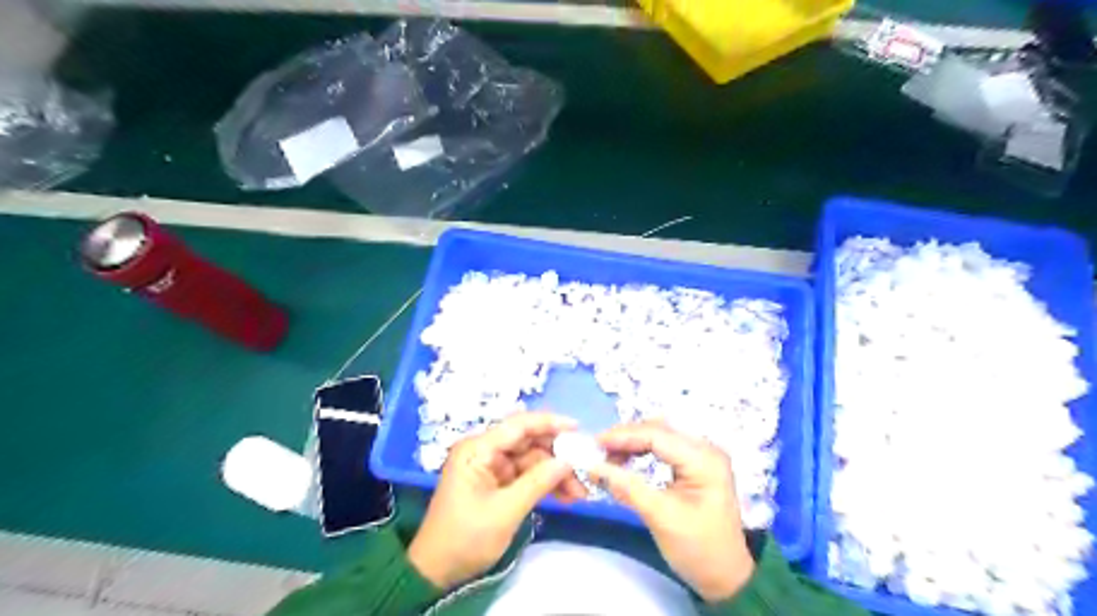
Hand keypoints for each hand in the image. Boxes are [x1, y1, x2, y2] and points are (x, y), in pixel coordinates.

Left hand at [409, 411, 582, 589]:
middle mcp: (485, 451)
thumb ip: (538, 482)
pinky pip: (527, 476)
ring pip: (532, 460)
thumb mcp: (505, 511)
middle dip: (557, 456)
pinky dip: (545, 484)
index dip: (550, 423)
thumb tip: (568, 461)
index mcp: (478, 449)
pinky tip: (567, 496)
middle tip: (585, 469)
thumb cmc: (466, 537)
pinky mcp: (497, 482)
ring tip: (581, 492)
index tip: (578, 428)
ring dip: (555, 474)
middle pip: (529, 442)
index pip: (519, 426)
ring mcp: (492, 467)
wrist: (437, 570)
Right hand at [592, 420, 754, 604]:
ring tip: (608, 457)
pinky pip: (663, 447)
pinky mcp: (694, 464)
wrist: (726, 577)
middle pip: (658, 430)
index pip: (657, 435)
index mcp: (703, 459)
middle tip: (597, 451)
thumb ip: (627, 488)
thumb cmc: (698, 549)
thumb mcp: (660, 517)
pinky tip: (625, 460)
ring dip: (631, 443)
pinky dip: (641, 451)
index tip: (595, 443)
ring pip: (658, 436)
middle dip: (625, 438)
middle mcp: (704, 449)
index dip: (623, 436)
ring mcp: (701, 455)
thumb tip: (594, 468)